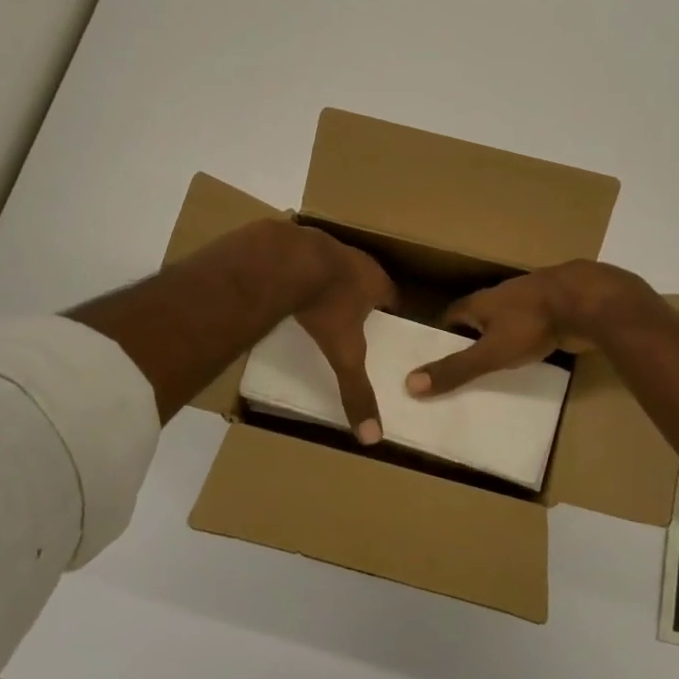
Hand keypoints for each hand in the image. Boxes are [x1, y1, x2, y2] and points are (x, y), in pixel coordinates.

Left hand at [290, 228, 397, 443]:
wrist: (286, 259)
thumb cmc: (326, 304)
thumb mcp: (344, 353)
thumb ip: (356, 390)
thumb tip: (373, 436)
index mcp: (375, 281)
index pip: (392, 298)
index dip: (389, 313)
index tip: (385, 329)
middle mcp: (356, 259)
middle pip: (365, 279)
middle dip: (360, 298)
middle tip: (352, 320)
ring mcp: (326, 246)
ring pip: (334, 266)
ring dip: (330, 282)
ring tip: (320, 304)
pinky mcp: (296, 241)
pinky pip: (304, 259)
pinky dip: (300, 272)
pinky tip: (288, 288)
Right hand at [405, 260, 659, 397]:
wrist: (586, 302)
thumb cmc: (531, 324)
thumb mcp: (489, 353)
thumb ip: (454, 369)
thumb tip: (409, 384)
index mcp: (480, 301)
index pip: (452, 314)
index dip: (443, 334)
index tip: (437, 356)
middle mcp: (502, 296)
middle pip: (479, 316)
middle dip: (471, 338)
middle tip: (464, 366)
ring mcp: (531, 301)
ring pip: (508, 321)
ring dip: (501, 338)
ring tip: (495, 366)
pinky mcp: (555, 310)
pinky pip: (533, 327)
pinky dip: (527, 341)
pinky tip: (530, 358)